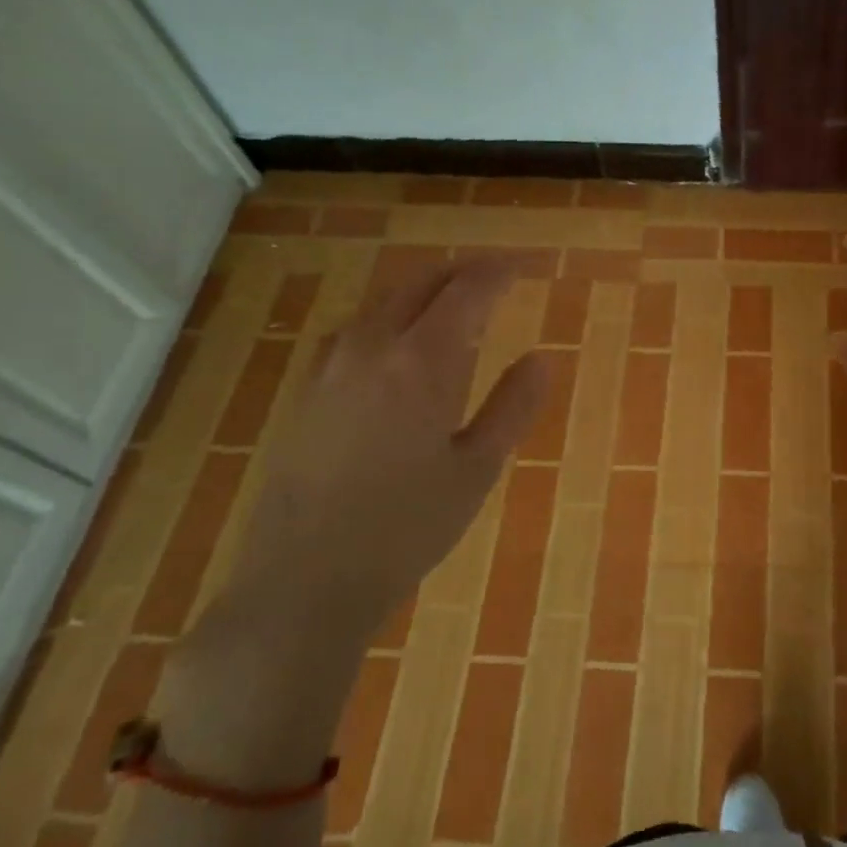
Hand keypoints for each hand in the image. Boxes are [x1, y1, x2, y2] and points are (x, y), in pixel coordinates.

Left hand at [154, 255, 550, 791]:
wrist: (304, 580)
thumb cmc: (408, 528)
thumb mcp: (477, 469)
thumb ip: (513, 406)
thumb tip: (541, 358)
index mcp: (422, 362)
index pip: (467, 292)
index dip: (499, 272)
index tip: (524, 265)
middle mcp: (372, 349)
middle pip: (419, 284)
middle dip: (460, 272)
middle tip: (494, 275)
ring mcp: (330, 369)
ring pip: (381, 303)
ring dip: (421, 290)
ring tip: (451, 301)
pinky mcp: (307, 393)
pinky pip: (354, 331)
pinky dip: (387, 317)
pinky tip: (395, 343)